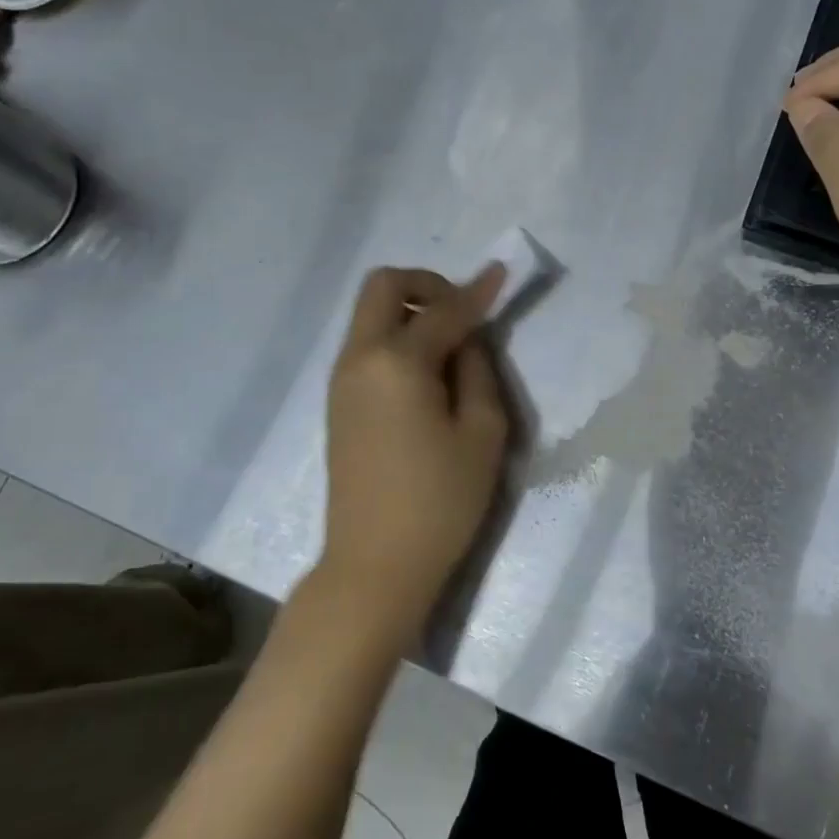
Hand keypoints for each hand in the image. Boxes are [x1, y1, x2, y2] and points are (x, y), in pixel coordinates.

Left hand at [316, 264, 509, 644]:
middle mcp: (360, 359)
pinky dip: (396, 338)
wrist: (374, 565)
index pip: (444, 310)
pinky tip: (426, 374)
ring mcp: (341, 381)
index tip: (501, 272)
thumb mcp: (482, 434)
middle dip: (426, 284)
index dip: (477, 290)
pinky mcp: (338, 403)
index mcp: (397, 363)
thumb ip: (478, 371)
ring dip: (409, 311)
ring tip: (450, 348)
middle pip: (383, 287)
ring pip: (370, 315)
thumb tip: (467, 339)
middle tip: (462, 311)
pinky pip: (366, 346)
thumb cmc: (439, 502)